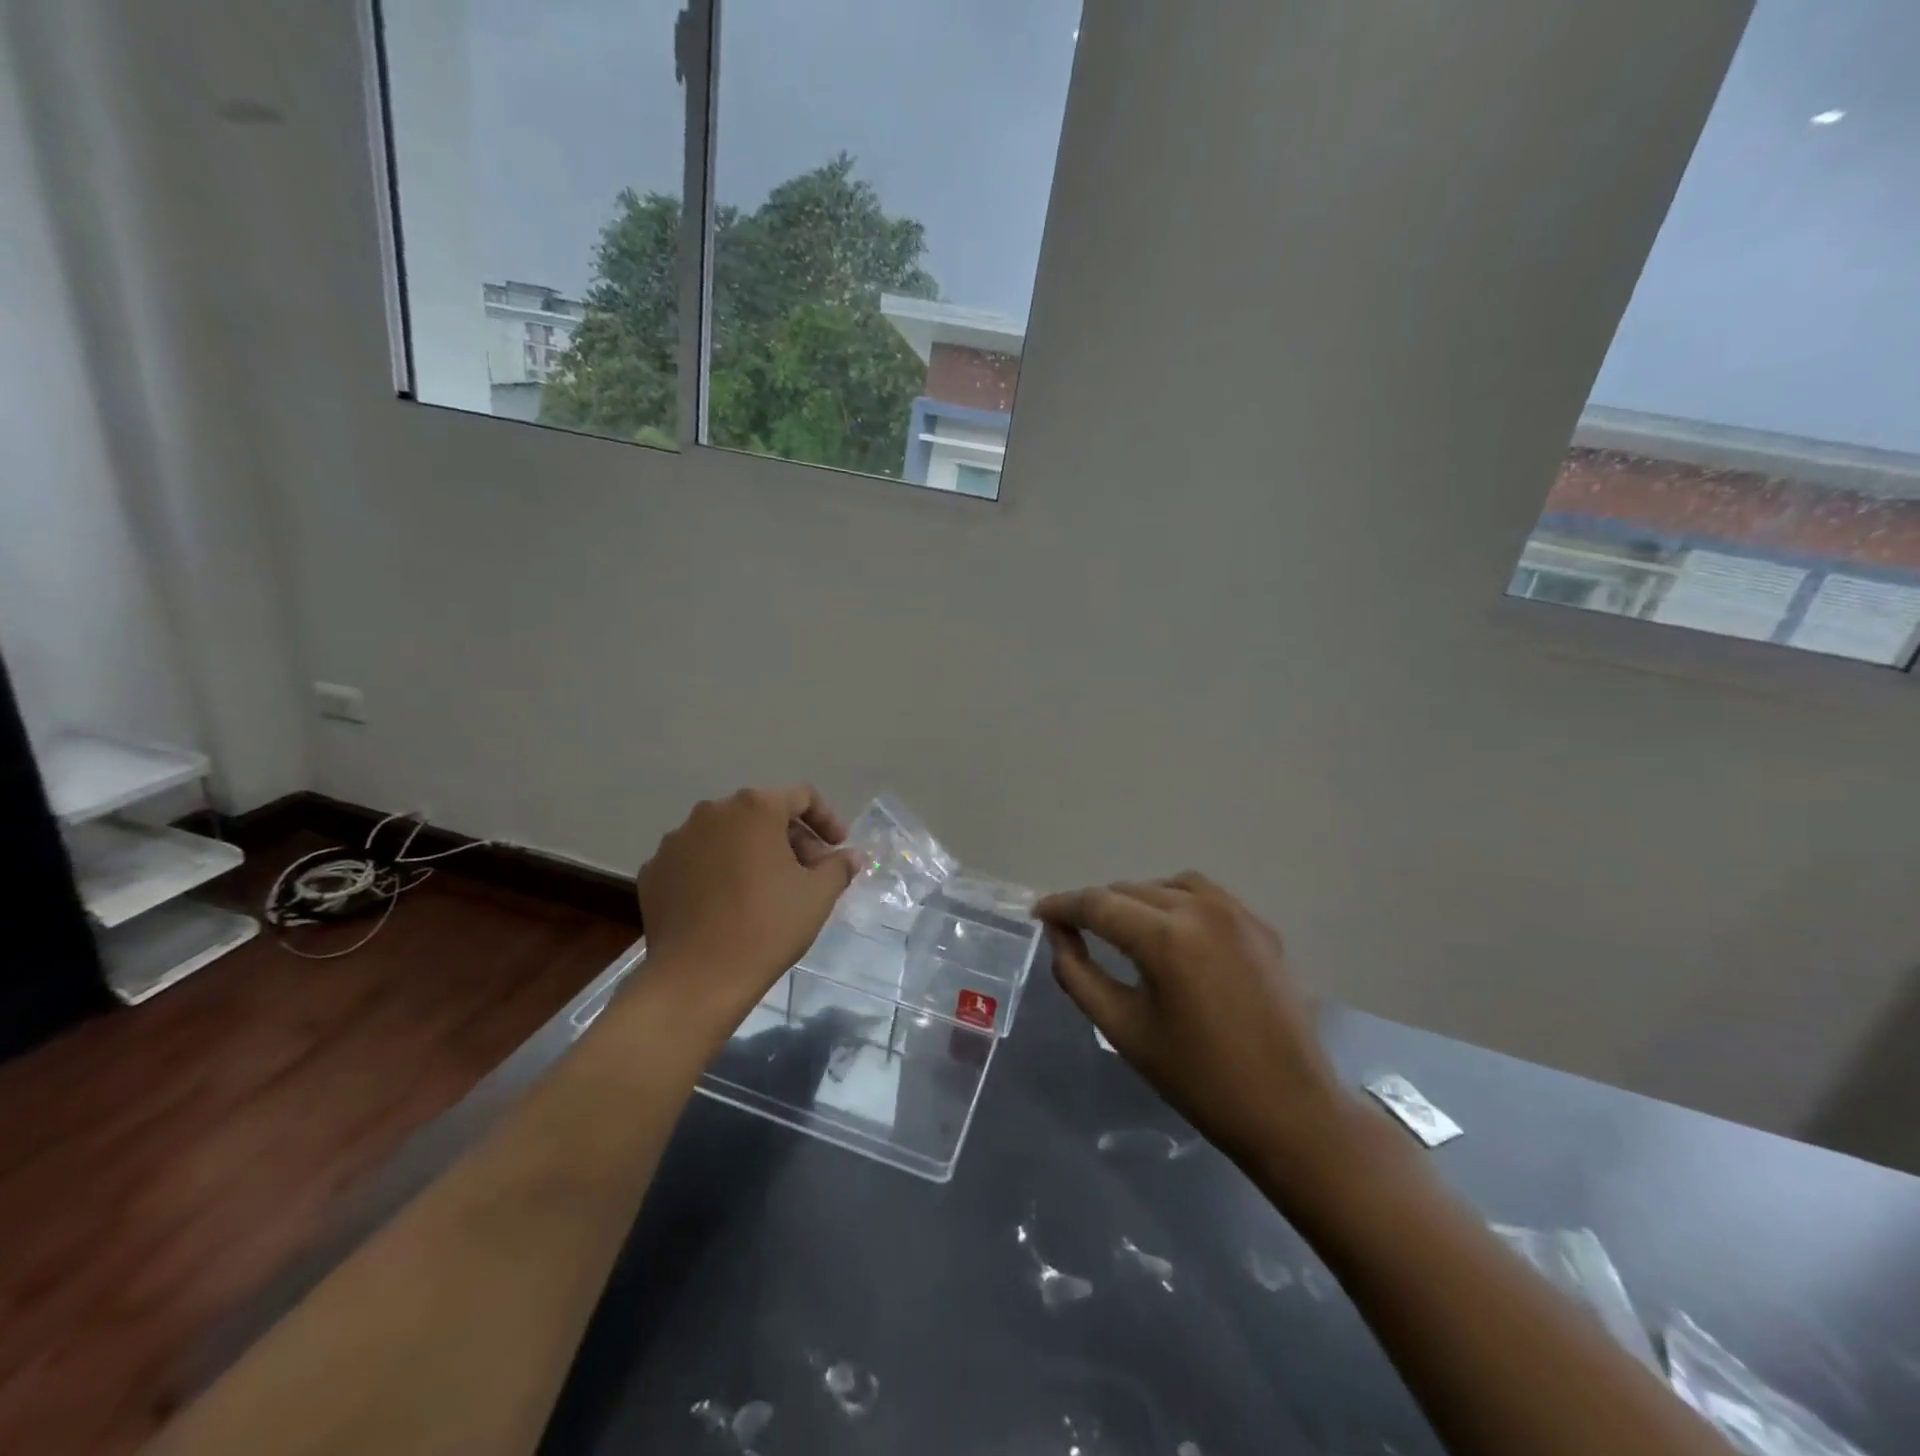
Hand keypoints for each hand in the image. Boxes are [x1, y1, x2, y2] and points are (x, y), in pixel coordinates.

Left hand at [636, 786, 860, 1031]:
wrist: (697, 978)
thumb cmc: (768, 926)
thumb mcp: (818, 895)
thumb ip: (839, 866)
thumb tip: (850, 856)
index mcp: (755, 808)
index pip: (801, 796)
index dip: (826, 819)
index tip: (837, 848)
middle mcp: (712, 811)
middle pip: (761, 813)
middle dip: (790, 838)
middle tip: (808, 873)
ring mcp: (676, 840)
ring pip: (726, 835)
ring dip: (751, 852)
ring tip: (766, 889)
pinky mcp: (654, 870)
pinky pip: (696, 860)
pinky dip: (716, 871)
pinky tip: (727, 903)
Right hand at [1036, 873, 1353, 1177]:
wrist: (1291, 1110)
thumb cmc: (1199, 1079)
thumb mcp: (1124, 1029)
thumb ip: (1078, 974)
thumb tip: (1058, 935)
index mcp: (1166, 937)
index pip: (1097, 904)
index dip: (1062, 906)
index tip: (1038, 913)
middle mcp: (1201, 908)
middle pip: (1129, 890)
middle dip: (1095, 906)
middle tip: (1073, 930)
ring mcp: (1236, 912)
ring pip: (1165, 886)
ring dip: (1134, 900)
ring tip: (1118, 929)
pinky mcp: (1259, 925)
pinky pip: (1202, 895)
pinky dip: (1173, 902)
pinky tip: (1168, 932)